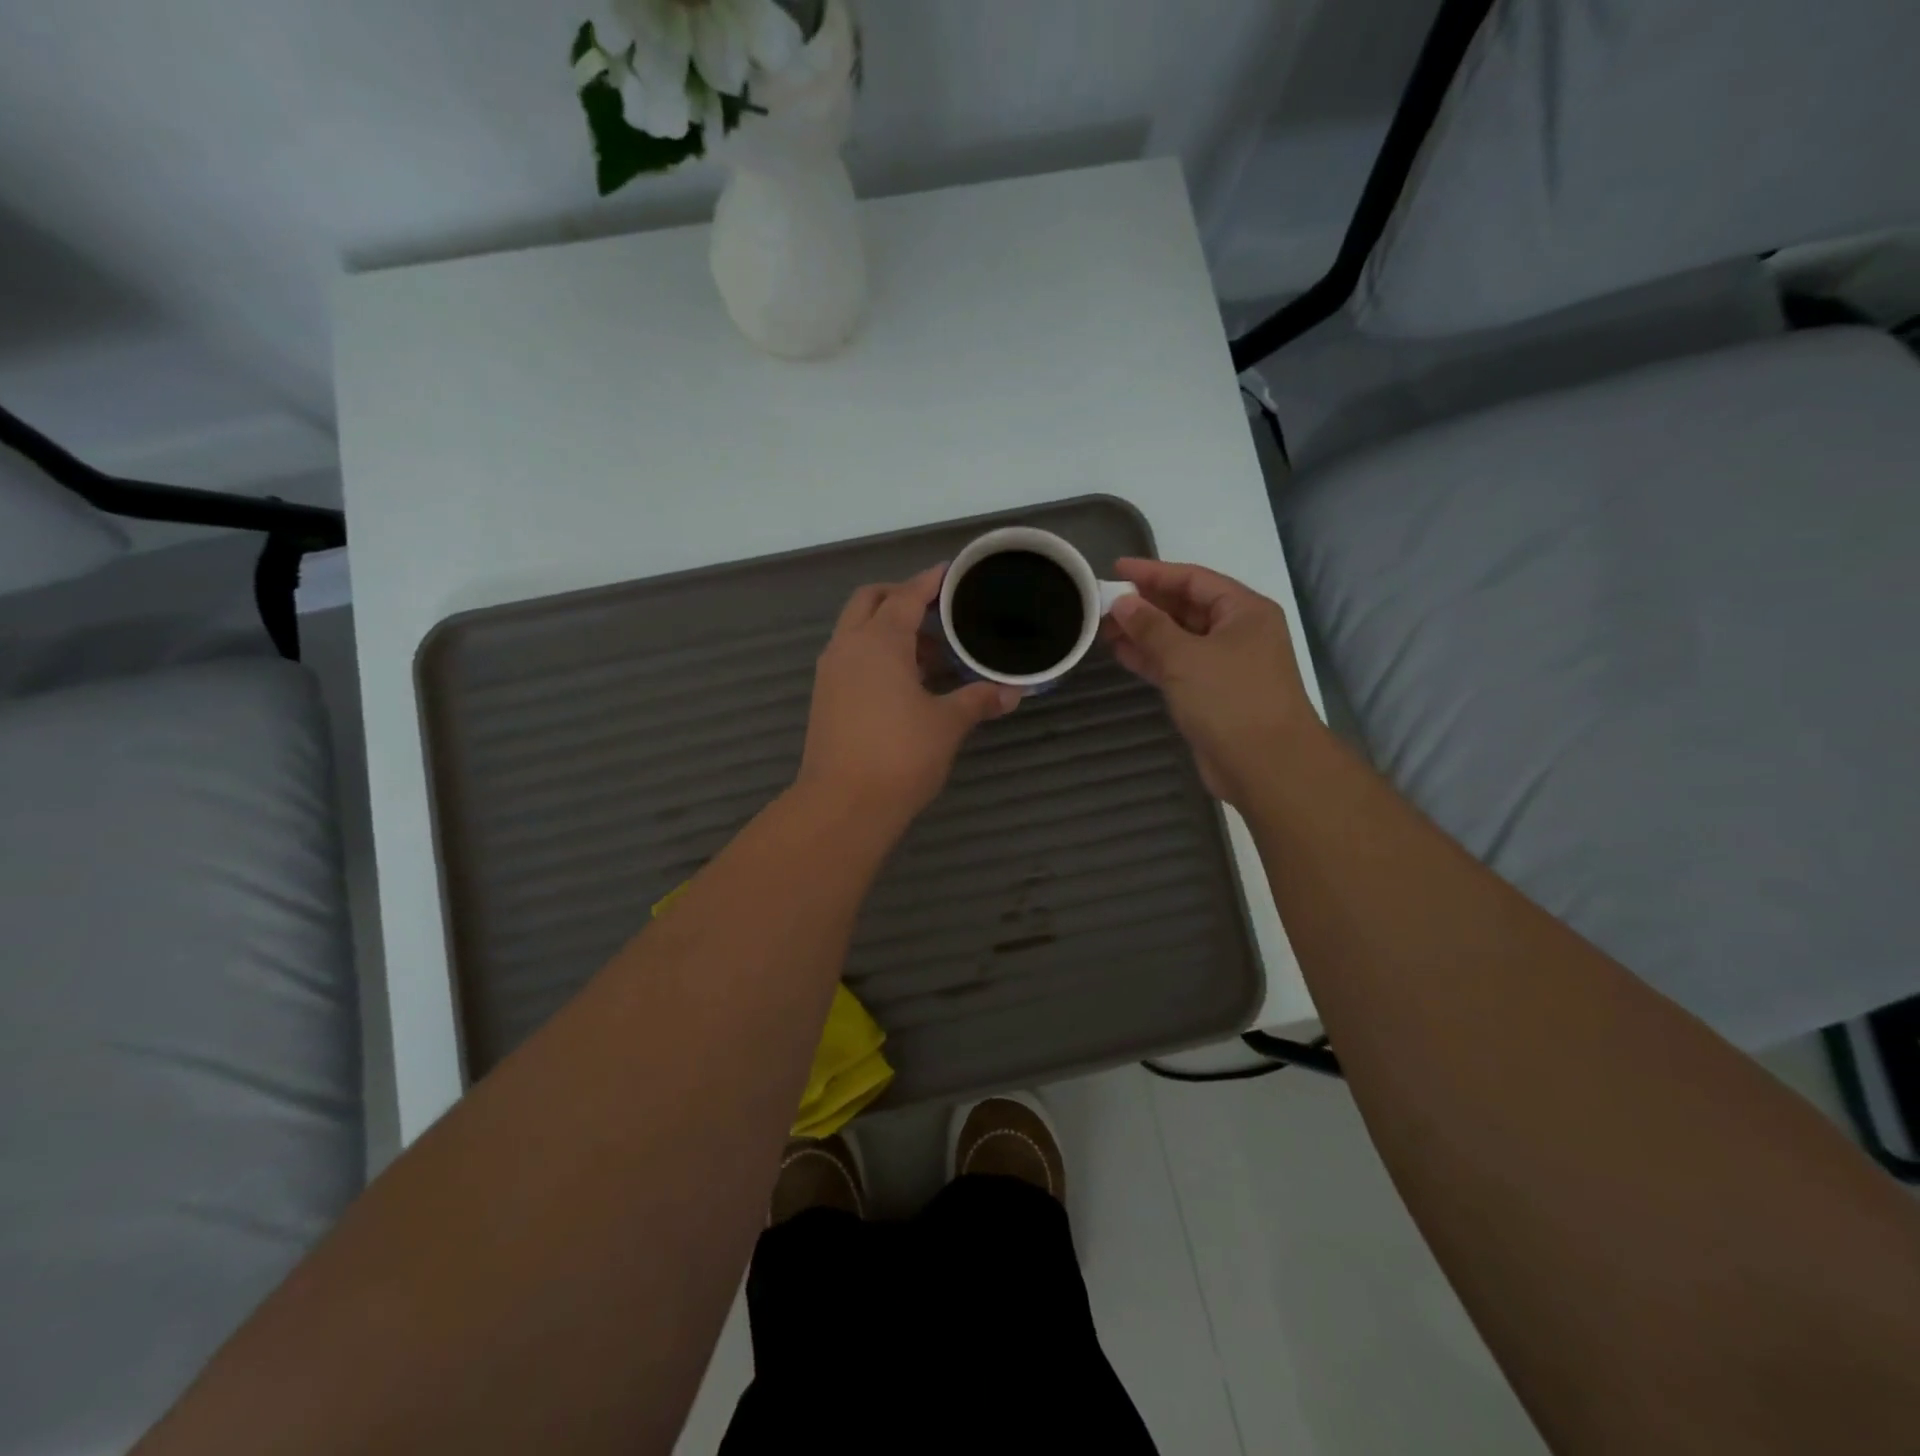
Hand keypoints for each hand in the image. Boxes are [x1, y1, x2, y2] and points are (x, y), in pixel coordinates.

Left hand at [796, 564, 1021, 833]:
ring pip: (856, 630)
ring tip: (929, 650)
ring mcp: (831, 673)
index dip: (929, 582)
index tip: (950, 573)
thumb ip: (978, 700)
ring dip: (887, 628)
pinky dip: (875, 653)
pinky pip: (851, 657)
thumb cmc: (900, 756)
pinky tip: (905, 680)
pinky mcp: (825, 698)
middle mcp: (848, 647)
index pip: (906, 596)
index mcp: (878, 642)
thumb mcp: (947, 724)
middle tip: (936, 610)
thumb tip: (1012, 692)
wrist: (843, 805)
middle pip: (870, 601)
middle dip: (900, 596)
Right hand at [1103, 559, 1318, 806]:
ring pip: (1178, 639)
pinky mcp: (1211, 694)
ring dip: (1143, 632)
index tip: (1115, 570)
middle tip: (1103, 602)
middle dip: (1145, 604)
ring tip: (1103, 627)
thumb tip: (1122, 603)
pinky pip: (1177, 666)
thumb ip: (1150, 627)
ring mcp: (1224, 665)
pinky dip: (1151, 659)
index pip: (1193, 579)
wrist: (1265, 765)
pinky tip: (1121, 653)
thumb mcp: (1186, 656)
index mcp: (1243, 611)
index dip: (1153, 573)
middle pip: (1185, 607)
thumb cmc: (1230, 700)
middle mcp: (1237, 632)